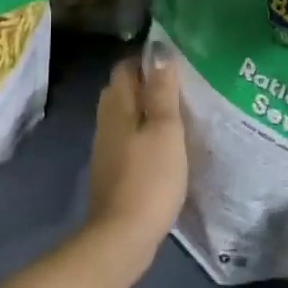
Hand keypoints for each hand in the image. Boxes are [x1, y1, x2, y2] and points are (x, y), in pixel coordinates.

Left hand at [82, 51, 187, 279]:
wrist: (122, 236)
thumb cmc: (149, 177)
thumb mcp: (165, 129)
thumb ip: (162, 90)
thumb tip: (159, 52)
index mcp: (117, 104)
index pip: (126, 66)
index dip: (148, 61)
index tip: (176, 65)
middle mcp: (105, 119)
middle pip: (124, 90)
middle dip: (148, 85)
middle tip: (182, 89)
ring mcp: (106, 146)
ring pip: (126, 115)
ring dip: (147, 112)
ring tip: (179, 116)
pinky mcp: (112, 169)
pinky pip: (128, 139)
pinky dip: (144, 135)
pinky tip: (165, 147)